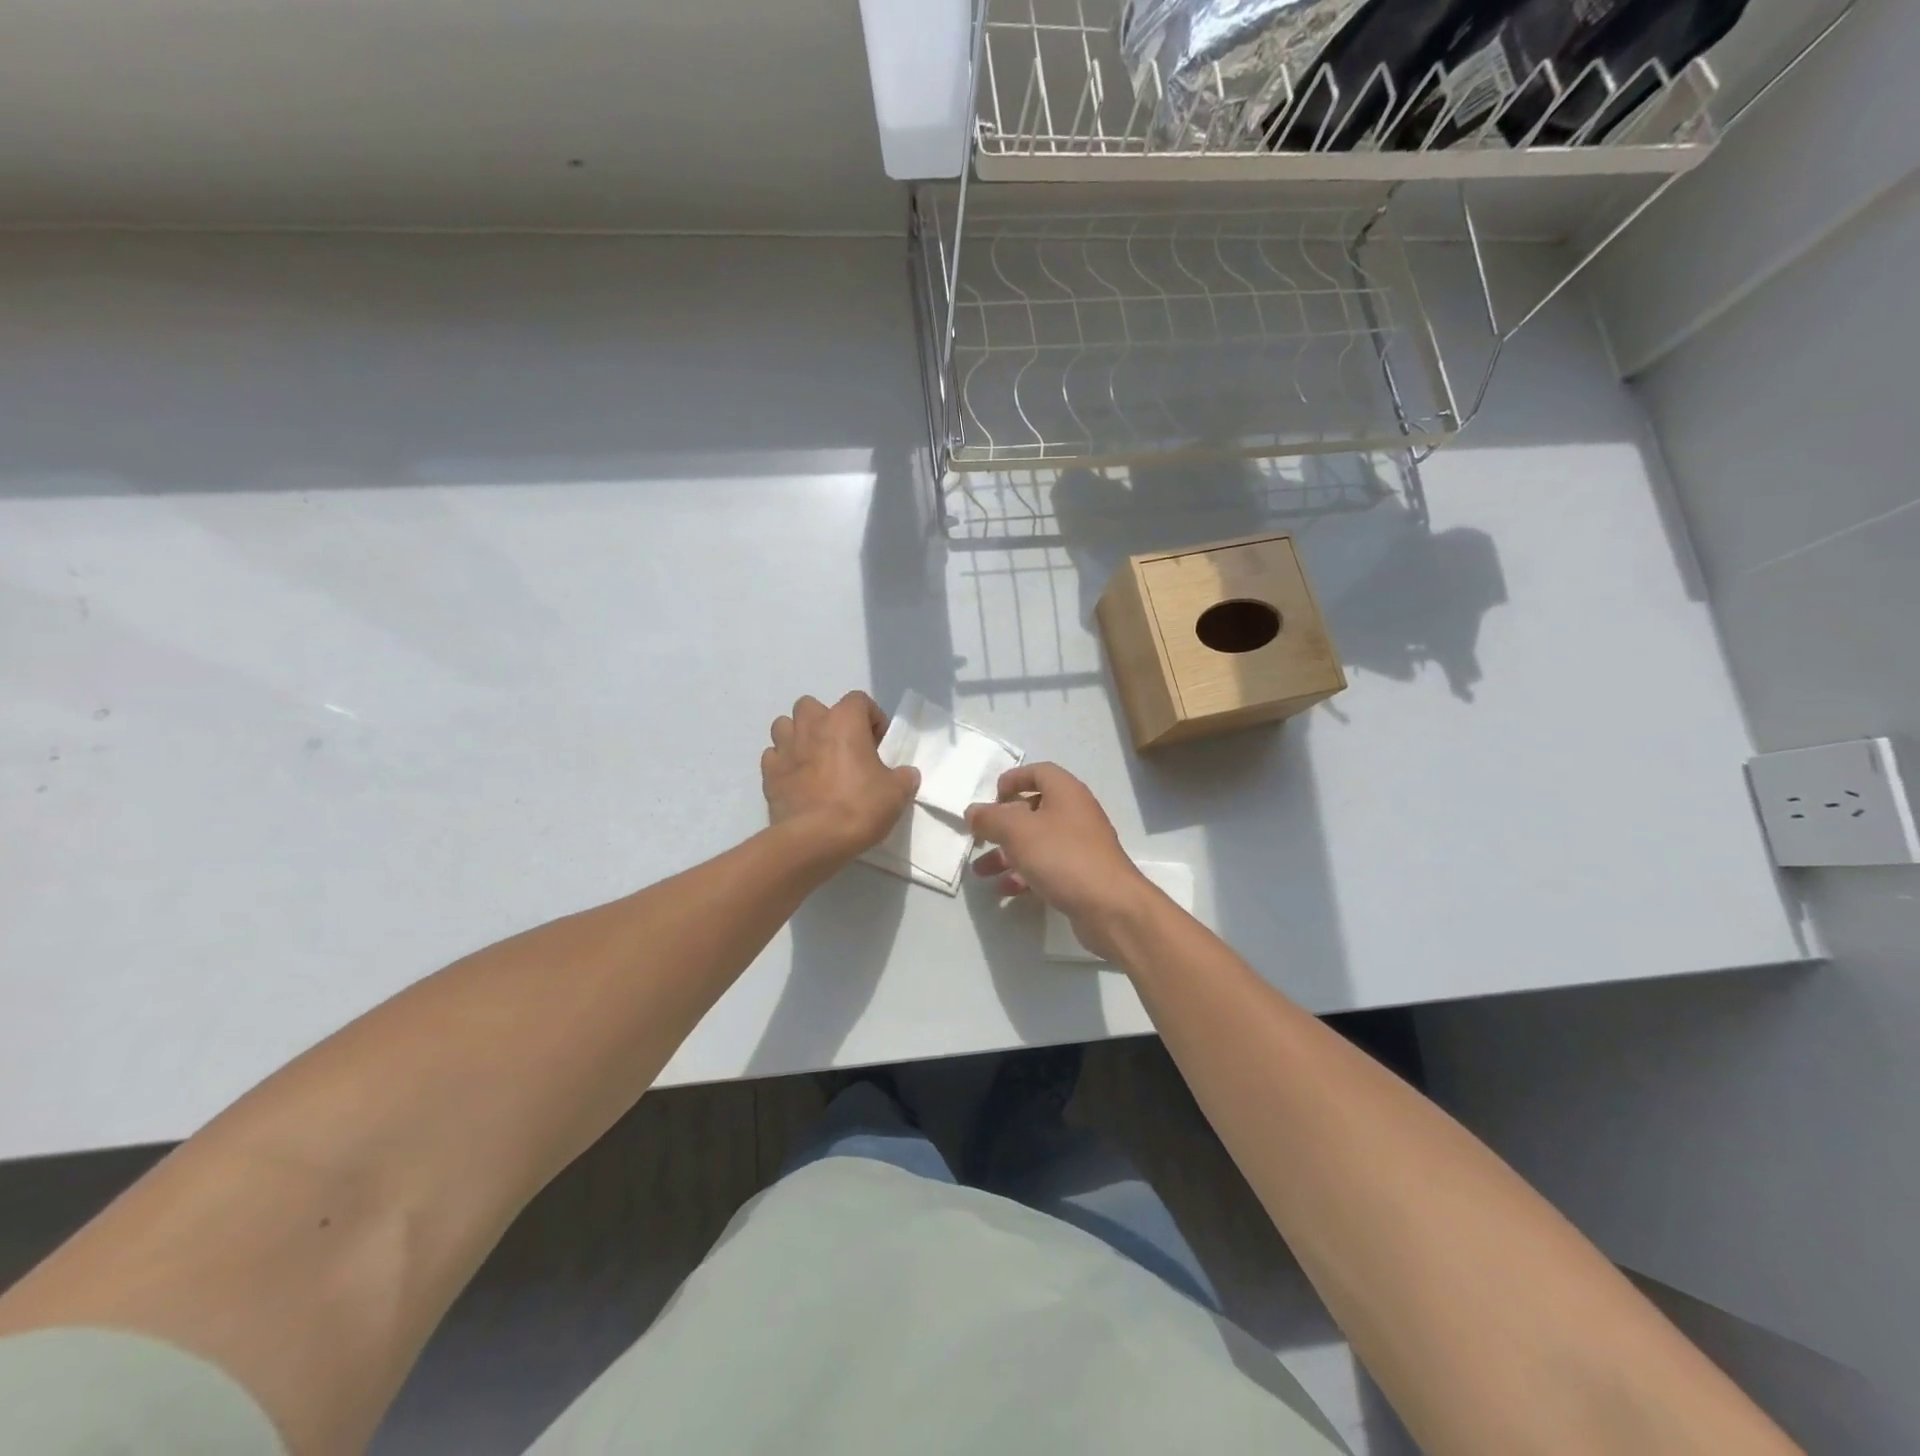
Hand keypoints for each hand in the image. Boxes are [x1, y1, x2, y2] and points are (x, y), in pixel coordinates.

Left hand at [762, 692, 918, 860]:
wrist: (815, 839)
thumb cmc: (860, 806)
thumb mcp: (897, 792)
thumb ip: (903, 777)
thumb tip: (905, 774)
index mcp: (844, 721)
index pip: (859, 700)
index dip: (871, 718)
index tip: (878, 744)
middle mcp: (811, 725)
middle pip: (813, 706)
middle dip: (826, 721)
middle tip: (842, 748)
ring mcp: (784, 747)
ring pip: (785, 725)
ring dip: (798, 737)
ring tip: (814, 760)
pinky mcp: (768, 773)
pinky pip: (773, 756)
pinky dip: (784, 763)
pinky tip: (797, 781)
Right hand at [967, 763, 1155, 957]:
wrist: (1111, 907)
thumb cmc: (1063, 857)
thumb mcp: (1018, 831)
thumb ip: (990, 818)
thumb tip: (973, 811)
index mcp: (1066, 793)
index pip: (1039, 772)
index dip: (1014, 779)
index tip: (992, 796)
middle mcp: (1076, 814)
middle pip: (1034, 810)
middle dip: (1002, 825)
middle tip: (981, 838)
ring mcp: (1081, 846)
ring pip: (1037, 842)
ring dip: (1007, 854)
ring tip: (981, 871)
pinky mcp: (1081, 874)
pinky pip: (1047, 867)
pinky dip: (1024, 874)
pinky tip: (1005, 890)